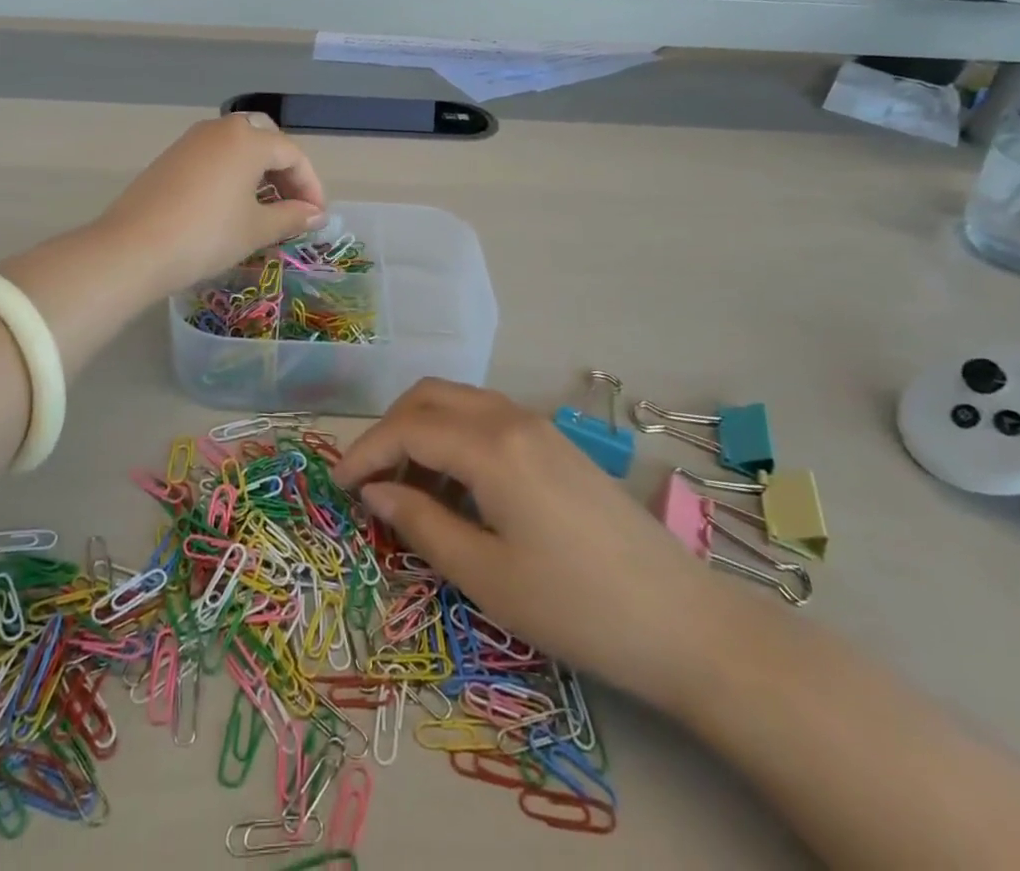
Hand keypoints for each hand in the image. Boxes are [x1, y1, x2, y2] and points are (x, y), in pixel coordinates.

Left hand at [97, 114, 327, 294]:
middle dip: (284, 170)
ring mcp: (191, 141)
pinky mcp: (170, 158)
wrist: (133, 249)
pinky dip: (232, 173)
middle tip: (291, 205)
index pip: (292, 155)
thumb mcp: (256, 229)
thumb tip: (316, 214)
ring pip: (237, 146)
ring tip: (264, 208)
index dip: (310, 186)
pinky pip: (214, 156)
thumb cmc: (206, 235)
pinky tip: (231, 206)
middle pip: (265, 139)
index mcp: (247, 139)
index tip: (315, 218)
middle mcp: (220, 130)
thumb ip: (291, 217)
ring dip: (258, 171)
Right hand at [333, 379, 734, 706]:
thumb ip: (422, 523)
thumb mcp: (485, 575)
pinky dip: (455, 438)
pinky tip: (456, 487)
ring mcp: (539, 426)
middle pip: (430, 397)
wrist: (682, 622)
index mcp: (491, 446)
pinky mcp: (556, 444)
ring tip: (407, 489)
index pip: (407, 428)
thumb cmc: (575, 606)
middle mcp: (511, 418)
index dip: (364, 452)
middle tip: (369, 480)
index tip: (337, 486)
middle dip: (389, 429)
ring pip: (459, 403)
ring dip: (422, 431)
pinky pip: (487, 420)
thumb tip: (374, 492)